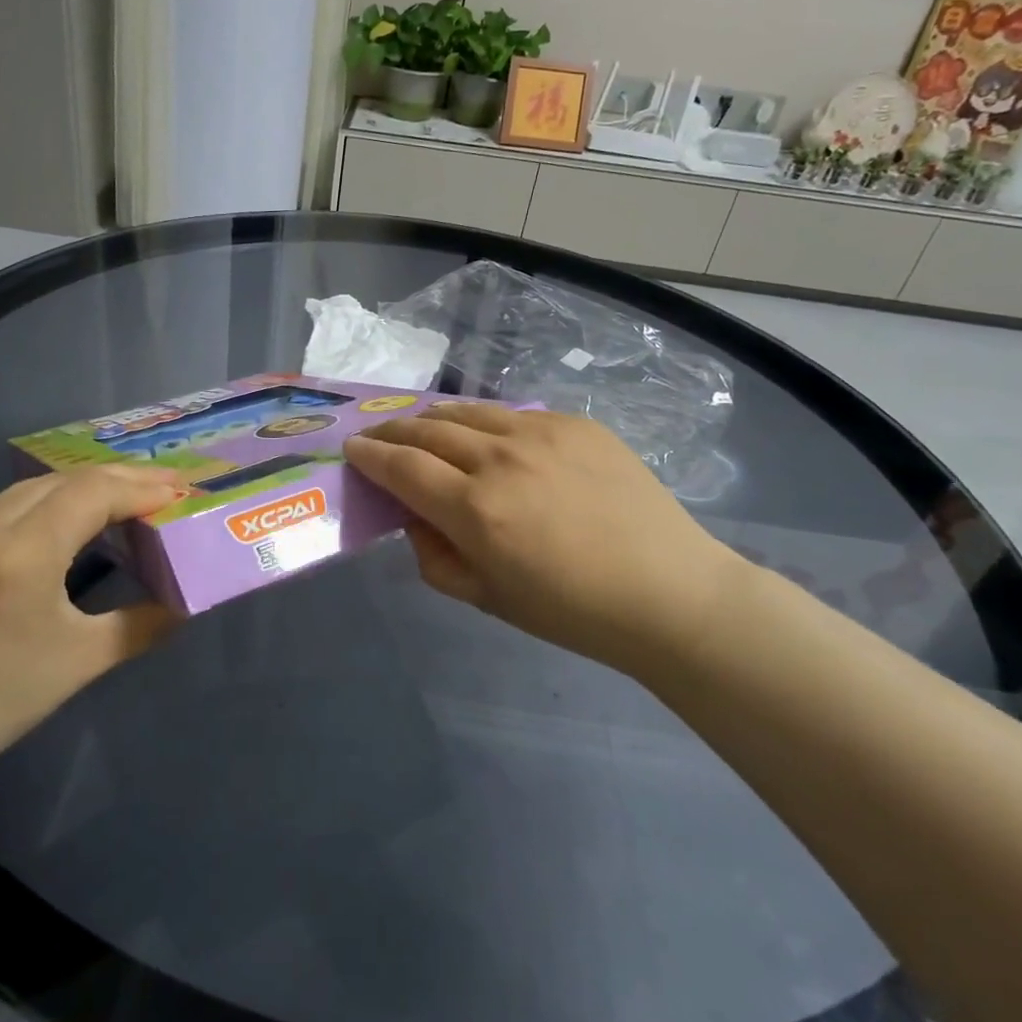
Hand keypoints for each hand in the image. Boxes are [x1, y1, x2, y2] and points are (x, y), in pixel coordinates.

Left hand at [0, 465, 187, 783]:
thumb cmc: (2, 698)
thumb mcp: (84, 660)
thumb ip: (143, 623)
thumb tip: (186, 604)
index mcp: (21, 554)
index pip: (91, 495)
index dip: (139, 489)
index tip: (179, 492)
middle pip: (66, 480)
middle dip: (121, 479)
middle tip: (166, 484)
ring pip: (35, 485)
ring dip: (86, 486)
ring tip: (129, 494)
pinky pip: (7, 502)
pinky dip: (50, 500)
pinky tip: (73, 513)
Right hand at [344, 405, 742, 669]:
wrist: (669, 592)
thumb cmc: (572, 611)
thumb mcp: (487, 598)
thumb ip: (435, 558)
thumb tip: (416, 517)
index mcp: (476, 509)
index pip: (402, 467)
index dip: (370, 455)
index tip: (352, 449)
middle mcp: (501, 459)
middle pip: (427, 429)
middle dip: (392, 431)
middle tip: (377, 436)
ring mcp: (542, 433)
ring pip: (468, 410)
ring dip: (434, 418)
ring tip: (421, 427)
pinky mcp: (576, 423)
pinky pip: (514, 414)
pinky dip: (485, 422)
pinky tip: (487, 438)